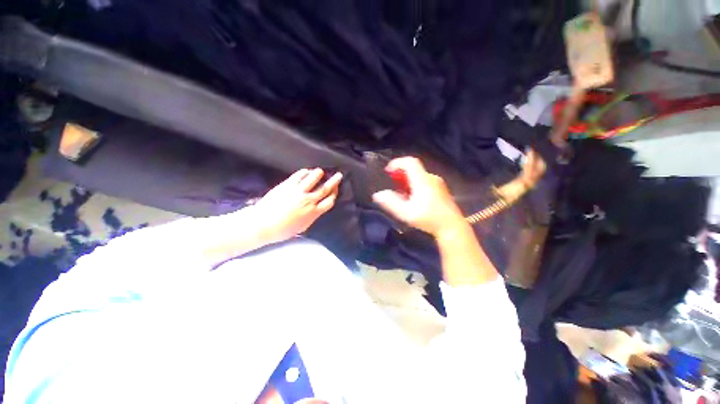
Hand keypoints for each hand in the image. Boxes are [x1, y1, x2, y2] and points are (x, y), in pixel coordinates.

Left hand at [254, 168, 341, 243]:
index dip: (334, 194)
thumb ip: (312, 216)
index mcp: (313, 212)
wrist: (263, 224)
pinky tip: (306, 171)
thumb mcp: (302, 227)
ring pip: (313, 178)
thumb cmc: (283, 230)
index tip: (336, 190)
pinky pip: (299, 175)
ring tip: (321, 171)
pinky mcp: (288, 185)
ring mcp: (298, 191)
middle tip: (339, 175)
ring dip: (319, 174)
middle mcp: (309, 200)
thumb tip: (317, 209)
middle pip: (325, 188)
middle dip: (334, 181)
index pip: (329, 201)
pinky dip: (305, 172)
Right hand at [372, 157, 465, 237]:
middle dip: (400, 174)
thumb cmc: (428, 219)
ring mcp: (438, 184)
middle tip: (391, 183)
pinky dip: (414, 185)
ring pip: (419, 176)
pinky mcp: (441, 190)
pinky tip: (412, 198)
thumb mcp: (406, 213)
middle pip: (413, 169)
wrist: (452, 227)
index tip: (387, 171)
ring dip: (407, 180)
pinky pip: (424, 182)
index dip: (397, 163)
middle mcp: (431, 178)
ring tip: (400, 192)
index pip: (410, 162)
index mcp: (423, 180)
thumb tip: (377, 195)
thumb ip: (391, 203)